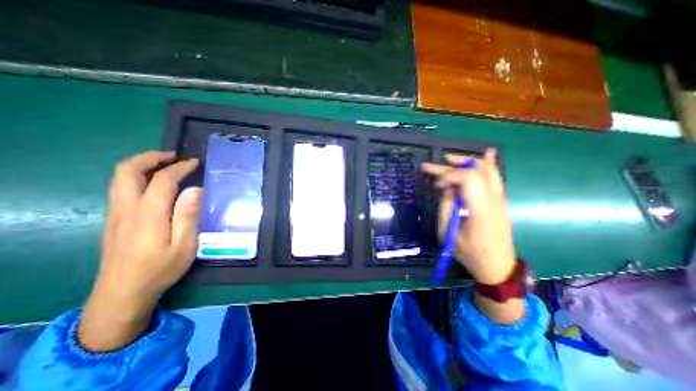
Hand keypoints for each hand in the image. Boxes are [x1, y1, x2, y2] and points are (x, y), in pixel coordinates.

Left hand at [79, 150, 203, 350]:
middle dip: (150, 157)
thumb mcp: (184, 245)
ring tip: (165, 164)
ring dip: (141, 165)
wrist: (122, 294)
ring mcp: (116, 214)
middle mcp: (127, 209)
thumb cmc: (160, 269)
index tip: (195, 163)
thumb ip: (188, 215)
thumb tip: (195, 190)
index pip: (162, 180)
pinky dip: (136, 177)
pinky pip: (121, 189)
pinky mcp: (114, 220)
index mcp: (148, 215)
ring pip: (120, 178)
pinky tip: (154, 184)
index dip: (179, 168)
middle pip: (127, 171)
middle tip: (173, 156)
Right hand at [419, 147, 522, 323]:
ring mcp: (500, 198)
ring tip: (451, 160)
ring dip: (468, 161)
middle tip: (437, 164)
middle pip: (478, 170)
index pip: (467, 178)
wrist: (497, 266)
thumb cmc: (469, 252)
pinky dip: (488, 164)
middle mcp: (494, 199)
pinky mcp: (500, 200)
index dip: (448, 175)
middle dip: (454, 164)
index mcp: (480, 209)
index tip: (434, 182)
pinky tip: (486, 154)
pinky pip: (495, 176)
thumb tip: (447, 189)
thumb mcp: (448, 233)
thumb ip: (446, 207)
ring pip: (489, 169)